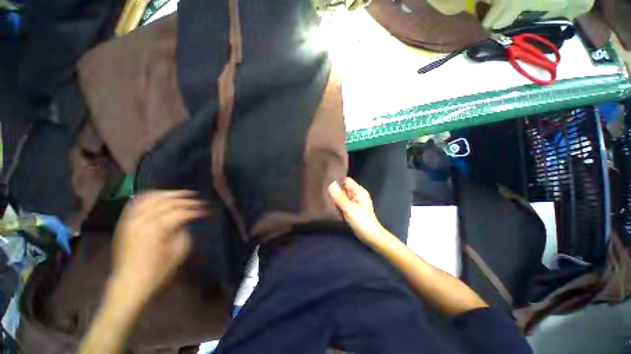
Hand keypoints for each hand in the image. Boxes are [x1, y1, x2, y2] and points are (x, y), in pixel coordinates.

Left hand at [111, 190, 205, 303]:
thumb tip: (185, 221)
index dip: (194, 210)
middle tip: (197, 200)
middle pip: (166, 203)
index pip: (179, 213)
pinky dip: (149, 196)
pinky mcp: (124, 223)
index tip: (205, 211)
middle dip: (184, 200)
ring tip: (181, 193)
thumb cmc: (157, 273)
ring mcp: (130, 221)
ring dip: (167, 194)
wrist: (128, 284)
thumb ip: (183, 233)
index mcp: (155, 232)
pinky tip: (160, 195)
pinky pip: (135, 202)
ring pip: (150, 198)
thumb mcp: (178, 254)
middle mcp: (141, 222)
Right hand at [328, 178, 384, 243]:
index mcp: (359, 191)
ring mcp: (355, 202)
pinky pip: (344, 203)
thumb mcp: (349, 208)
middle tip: (326, 196)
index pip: (346, 180)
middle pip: (343, 188)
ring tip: (329, 202)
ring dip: (336, 199)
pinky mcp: (353, 208)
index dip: (337, 182)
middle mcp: (357, 194)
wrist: (370, 236)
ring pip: (343, 196)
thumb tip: (331, 184)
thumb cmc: (361, 221)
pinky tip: (334, 208)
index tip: (327, 185)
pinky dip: (339, 205)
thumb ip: (339, 197)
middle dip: (336, 192)